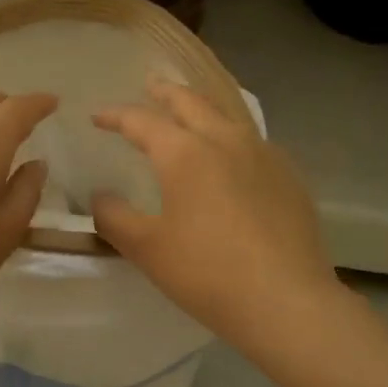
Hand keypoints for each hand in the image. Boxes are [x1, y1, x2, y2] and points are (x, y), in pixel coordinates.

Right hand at [91, 80, 337, 344]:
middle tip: (150, 85)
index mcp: (185, 152)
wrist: (286, 301)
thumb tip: (100, 196)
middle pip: (190, 102)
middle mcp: (225, 140)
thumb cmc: (207, 273)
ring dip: (202, 108)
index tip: (98, 116)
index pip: (142, 121)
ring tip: (191, 113)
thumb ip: (114, 217)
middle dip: (165, 92)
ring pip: (227, 116)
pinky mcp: (289, 176)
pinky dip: (232, 137)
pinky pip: (253, 142)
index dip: (116, 116)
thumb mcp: (146, 249)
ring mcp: (263, 155)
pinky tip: (233, 157)